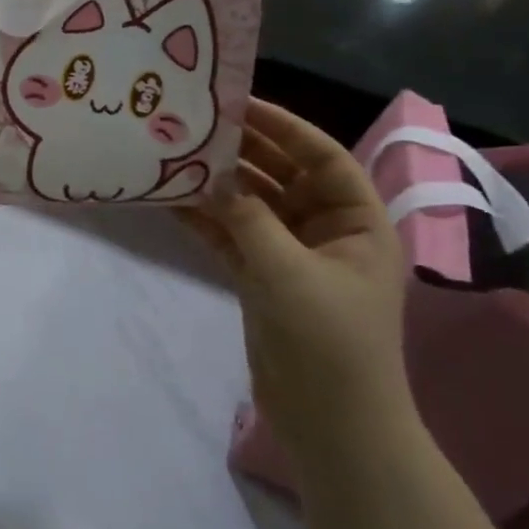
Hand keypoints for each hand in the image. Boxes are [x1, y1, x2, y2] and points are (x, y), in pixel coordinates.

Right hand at [185, 99, 408, 451]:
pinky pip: (232, 236)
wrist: (331, 425)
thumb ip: (247, 218)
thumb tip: (209, 176)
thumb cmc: (328, 341)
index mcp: (357, 221)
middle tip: (195, 124)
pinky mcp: (262, 278)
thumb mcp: (288, 272)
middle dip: (243, 151)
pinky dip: (206, 220)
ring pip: (252, 205)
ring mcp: (291, 255)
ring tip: (176, 155)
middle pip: (282, 176)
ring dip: (218, 185)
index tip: (237, 103)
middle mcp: (326, 230)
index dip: (283, 126)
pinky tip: (171, 200)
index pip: (321, 157)